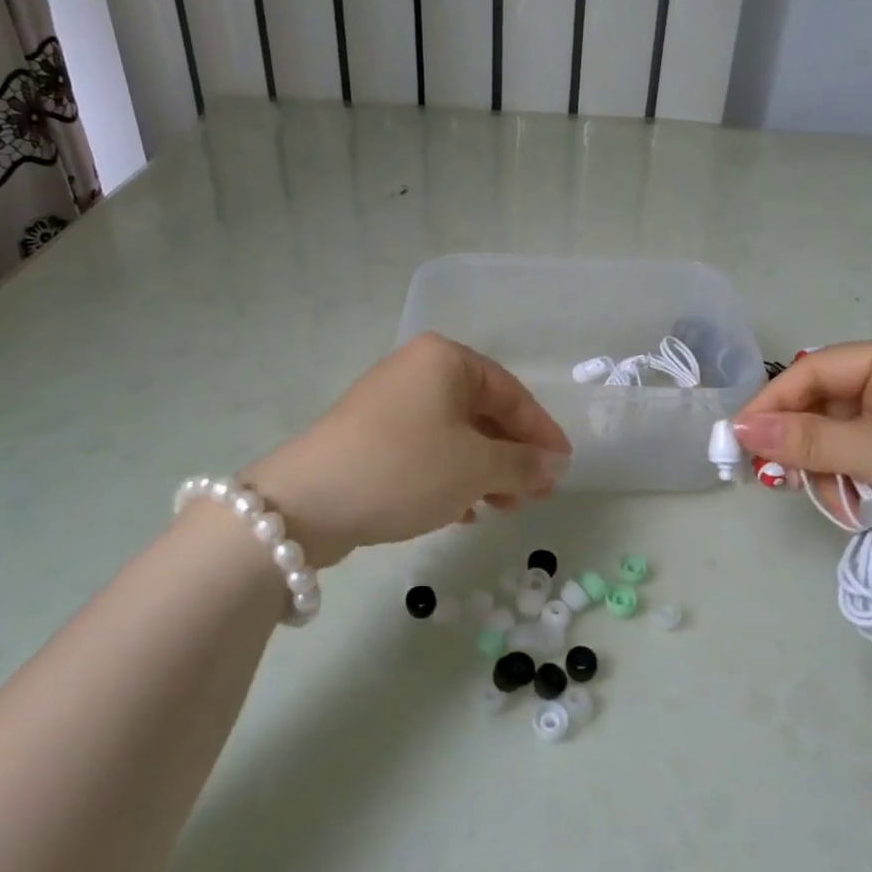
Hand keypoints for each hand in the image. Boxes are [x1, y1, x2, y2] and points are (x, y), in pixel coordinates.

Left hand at [244, 333, 570, 565]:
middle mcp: (417, 371)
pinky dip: (450, 476)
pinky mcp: (369, 436)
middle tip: (534, 493)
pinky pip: (425, 450)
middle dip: (511, 455)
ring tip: (502, 508)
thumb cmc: (405, 468)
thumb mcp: (475, 467)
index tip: (563, 466)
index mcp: (445, 360)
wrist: (307, 501)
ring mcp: (389, 403)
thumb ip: (522, 464)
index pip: (511, 392)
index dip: (541, 432)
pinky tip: (462, 511)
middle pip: (482, 412)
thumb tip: (554, 465)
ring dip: (484, 471)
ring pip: (454, 434)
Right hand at [732, 333, 871, 596]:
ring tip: (832, 501)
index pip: (817, 369)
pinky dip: (849, 482)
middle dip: (800, 442)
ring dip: (825, 469)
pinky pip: (861, 460)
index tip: (736, 439)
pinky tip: (854, 507)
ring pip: (839, 436)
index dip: (773, 402)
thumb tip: (738, 429)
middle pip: (825, 403)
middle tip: (775, 478)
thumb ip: (806, 440)